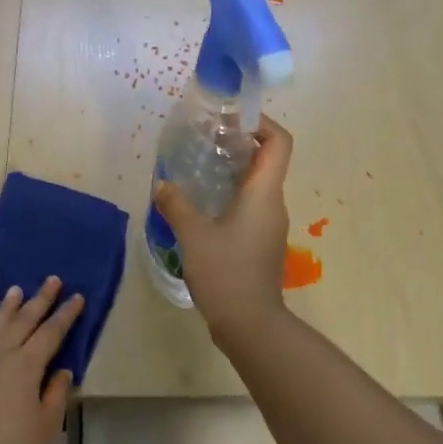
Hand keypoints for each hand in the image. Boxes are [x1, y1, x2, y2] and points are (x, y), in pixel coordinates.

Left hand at [0, 277, 83, 443]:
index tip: (77, 297)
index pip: (51, 332)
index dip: (66, 314)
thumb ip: (56, 395)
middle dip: (40, 299)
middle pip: (23, 320)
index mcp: (26, 364)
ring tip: (15, 291)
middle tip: (51, 279)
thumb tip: (62, 371)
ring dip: (6, 308)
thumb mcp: (46, 428)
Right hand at [153, 115, 293, 339]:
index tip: (233, 120)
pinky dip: (231, 198)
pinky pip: (250, 208)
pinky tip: (202, 209)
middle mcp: (274, 204)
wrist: (250, 323)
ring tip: (198, 172)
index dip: (262, 123)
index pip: (279, 142)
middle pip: (267, 161)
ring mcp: (270, 226)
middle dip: (239, 145)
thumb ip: (177, 204)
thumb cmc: (226, 271)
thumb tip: (163, 185)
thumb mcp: (194, 235)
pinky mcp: (262, 244)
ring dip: (232, 173)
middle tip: (205, 143)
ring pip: (257, 186)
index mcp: (264, 192)